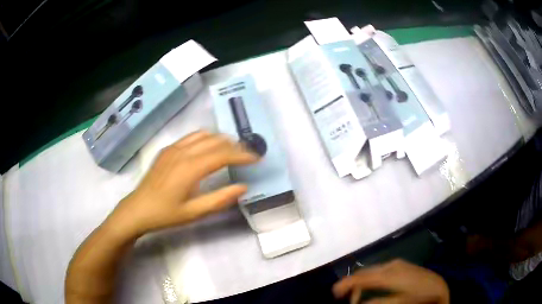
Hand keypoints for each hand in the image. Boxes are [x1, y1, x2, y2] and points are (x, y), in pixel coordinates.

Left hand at [107, 130, 258, 238]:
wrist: (138, 209)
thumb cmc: (166, 214)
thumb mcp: (194, 212)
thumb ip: (220, 199)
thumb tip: (243, 187)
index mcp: (190, 168)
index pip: (223, 154)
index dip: (242, 155)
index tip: (257, 158)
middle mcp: (183, 152)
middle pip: (215, 141)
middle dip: (235, 146)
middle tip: (248, 155)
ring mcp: (173, 148)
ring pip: (203, 135)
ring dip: (221, 140)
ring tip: (232, 150)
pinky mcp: (167, 149)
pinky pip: (191, 137)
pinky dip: (205, 139)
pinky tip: (208, 149)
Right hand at [333, 259, 448, 303]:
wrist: (440, 288)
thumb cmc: (420, 296)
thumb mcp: (399, 302)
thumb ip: (377, 301)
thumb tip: (357, 302)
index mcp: (390, 273)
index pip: (361, 276)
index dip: (345, 284)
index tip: (334, 294)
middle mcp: (391, 264)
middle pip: (365, 272)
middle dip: (352, 284)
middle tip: (344, 298)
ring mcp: (397, 264)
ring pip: (372, 271)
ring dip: (361, 282)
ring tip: (356, 296)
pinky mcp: (402, 266)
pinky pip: (380, 271)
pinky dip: (371, 279)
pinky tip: (372, 288)